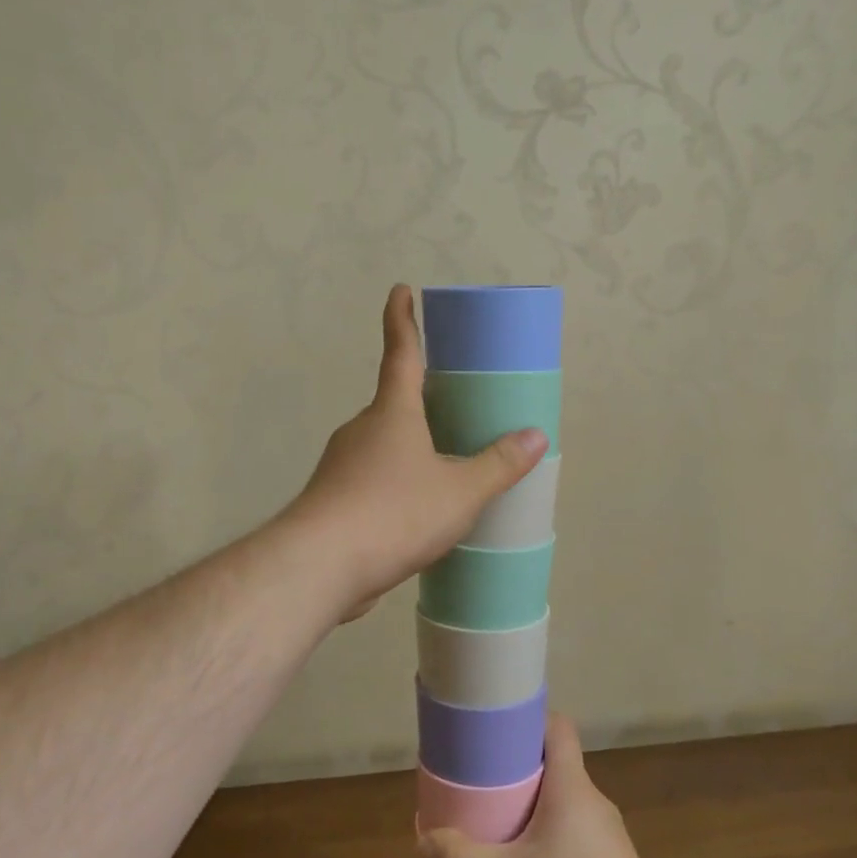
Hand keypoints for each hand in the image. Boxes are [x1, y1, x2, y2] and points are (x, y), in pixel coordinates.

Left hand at [288, 285, 546, 620]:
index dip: (403, 319)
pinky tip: (418, 511)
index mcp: (392, 412)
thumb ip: (498, 465)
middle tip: (455, 403)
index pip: (401, 352)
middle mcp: (362, 429)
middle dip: (422, 400)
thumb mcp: (459, 492)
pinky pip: (375, 479)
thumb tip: (537, 436)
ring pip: (384, 445)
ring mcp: (343, 465)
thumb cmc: (393, 513)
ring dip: (411, 448)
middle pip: (396, 403)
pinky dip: (398, 483)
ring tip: (449, 466)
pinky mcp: (335, 500)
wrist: (319, 566)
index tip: (402, 290)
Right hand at [418, 714, 666, 857]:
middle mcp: (593, 801)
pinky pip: (576, 841)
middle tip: (485, 788)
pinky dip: (552, 846)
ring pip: (566, 808)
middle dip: (521, 774)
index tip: (499, 732)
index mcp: (571, 785)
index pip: (558, 728)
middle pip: (557, 768)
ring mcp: (608, 837)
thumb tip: (424, 838)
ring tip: (501, 833)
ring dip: (536, 814)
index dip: (530, 722)